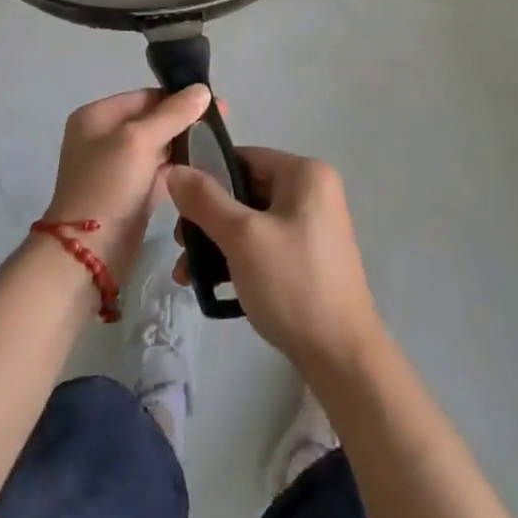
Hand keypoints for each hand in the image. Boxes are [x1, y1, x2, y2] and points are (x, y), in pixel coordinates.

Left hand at [43, 85, 211, 281]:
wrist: (87, 256)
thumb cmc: (108, 187)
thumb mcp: (139, 141)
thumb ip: (172, 114)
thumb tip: (202, 89)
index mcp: (97, 116)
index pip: (145, 96)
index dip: (179, 98)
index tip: (215, 105)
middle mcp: (103, 137)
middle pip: (152, 120)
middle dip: (184, 122)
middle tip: (222, 126)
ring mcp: (116, 168)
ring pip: (157, 147)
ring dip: (184, 146)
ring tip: (218, 146)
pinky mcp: (130, 194)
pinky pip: (158, 173)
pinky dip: (178, 170)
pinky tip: (205, 168)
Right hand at [167, 148, 385, 378]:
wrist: (343, 359)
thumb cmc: (293, 284)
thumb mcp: (242, 237)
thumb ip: (205, 200)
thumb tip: (175, 169)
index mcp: (305, 174)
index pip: (243, 158)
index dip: (206, 176)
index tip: (177, 205)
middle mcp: (313, 191)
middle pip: (245, 190)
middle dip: (207, 218)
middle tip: (180, 245)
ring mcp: (313, 226)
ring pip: (251, 221)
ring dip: (216, 242)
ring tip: (186, 273)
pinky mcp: (308, 258)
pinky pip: (264, 244)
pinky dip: (238, 258)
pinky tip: (212, 285)